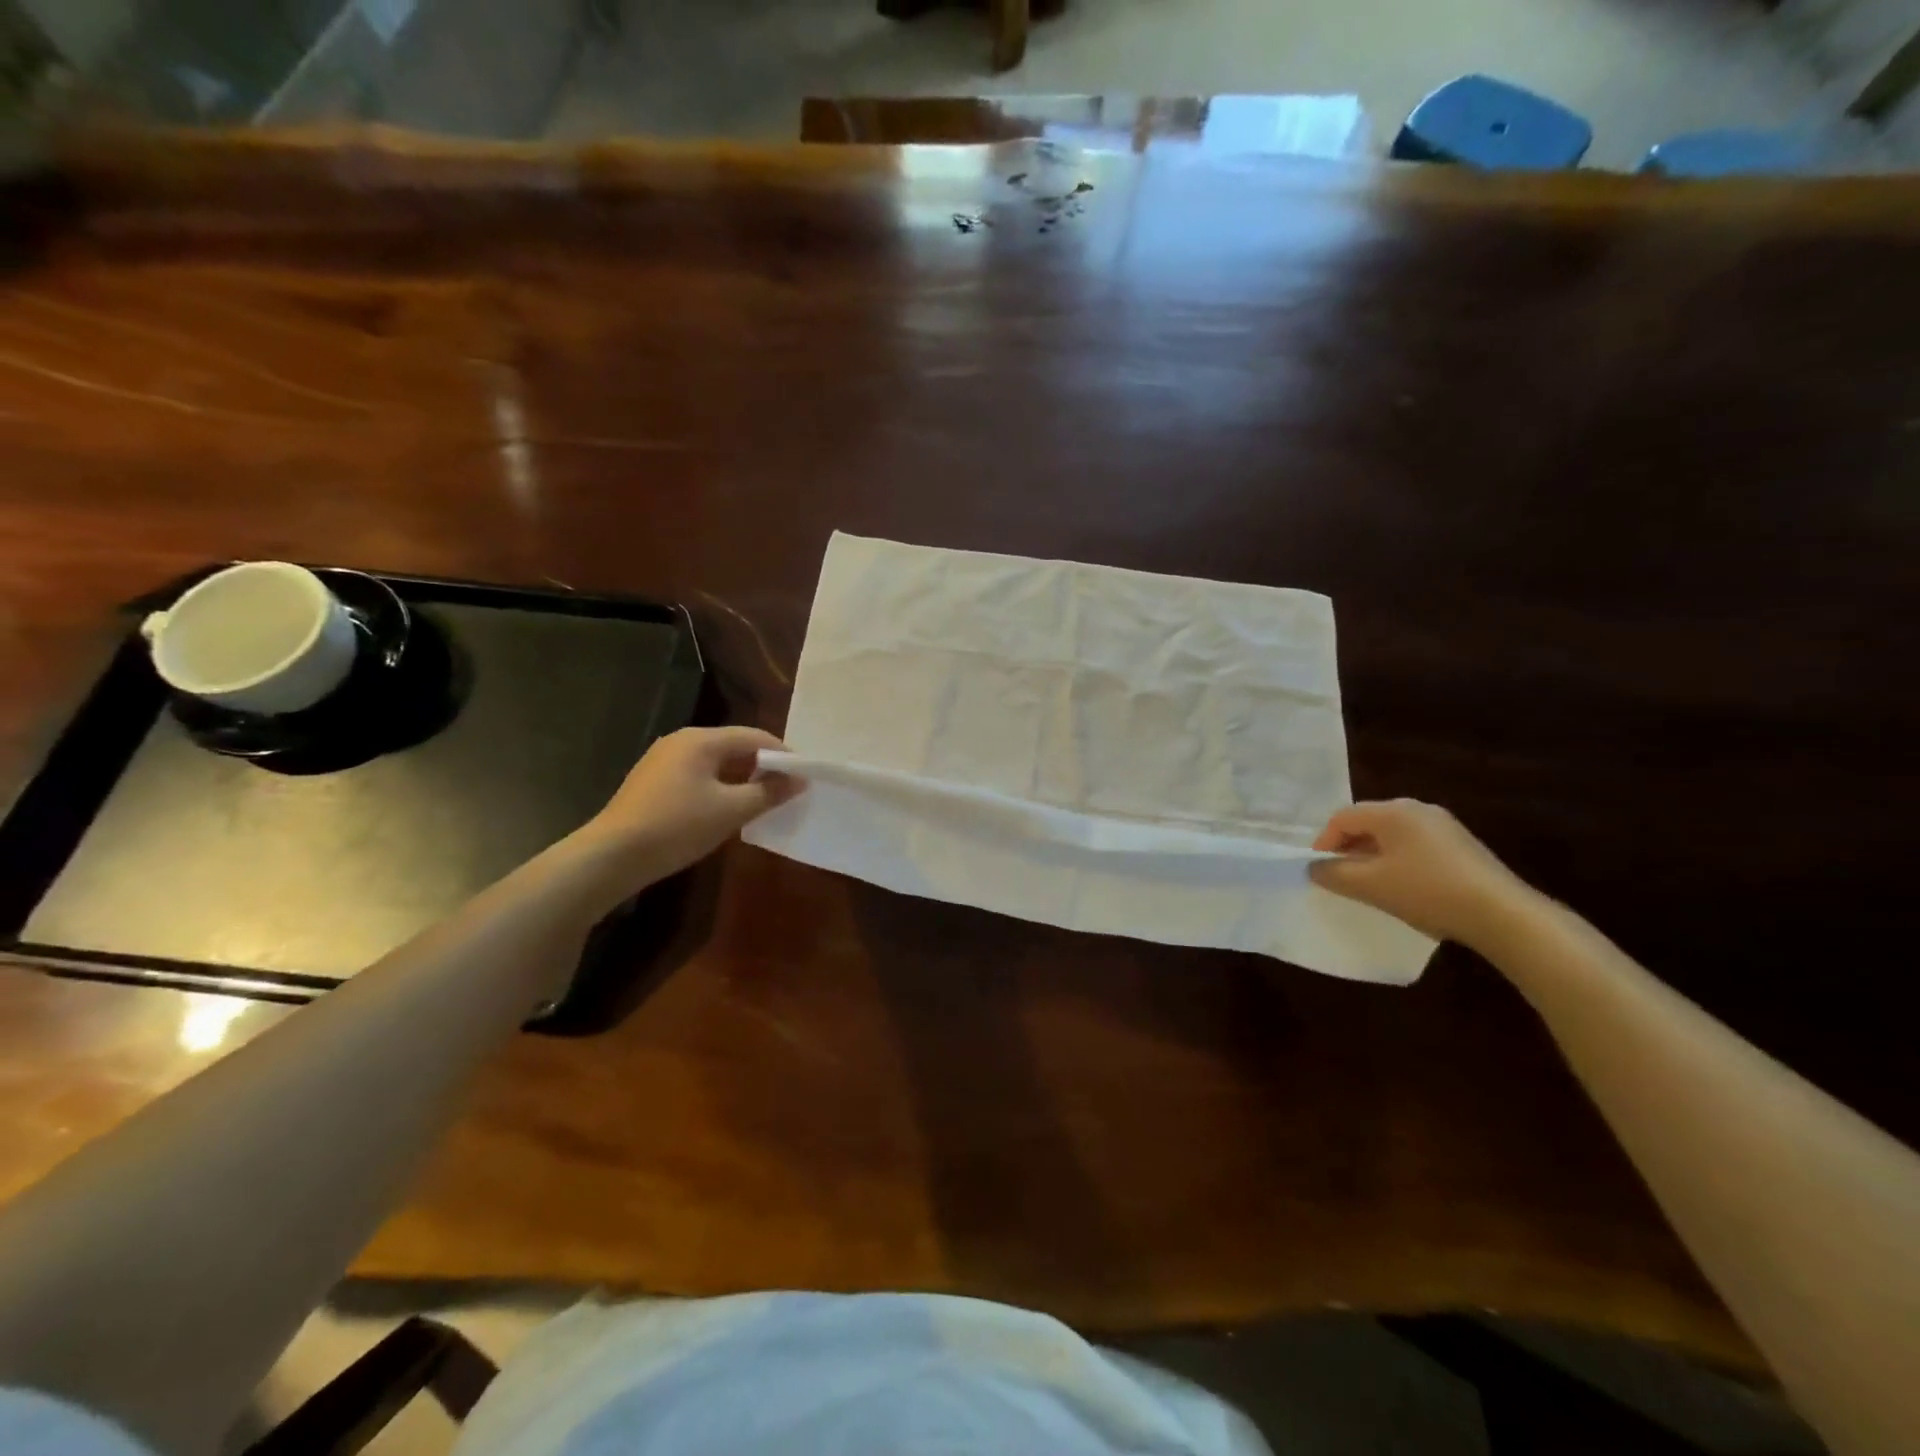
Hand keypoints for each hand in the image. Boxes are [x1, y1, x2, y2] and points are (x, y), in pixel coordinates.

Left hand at [582, 726, 803, 878]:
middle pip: (734, 746)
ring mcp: (663, 760)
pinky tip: (726, 810)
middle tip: (786, 790)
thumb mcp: (731, 811)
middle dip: (762, 766)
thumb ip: (768, 793)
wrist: (612, 856)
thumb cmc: (677, 827)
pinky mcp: (653, 781)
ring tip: (762, 801)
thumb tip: (799, 780)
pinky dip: (719, 786)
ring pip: (715, 762)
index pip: (754, 736)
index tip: (804, 776)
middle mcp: (681, 741)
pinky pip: (697, 775)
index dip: (783, 755)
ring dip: (741, 778)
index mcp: (701, 740)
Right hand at [1309, 799, 1535, 947]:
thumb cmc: (1427, 891)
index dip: (1324, 843)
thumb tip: (1313, 867)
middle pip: (1368, 823)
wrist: (1502, 914)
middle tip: (1341, 877)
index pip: (1342, 818)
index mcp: (1392, 811)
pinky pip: (1416, 846)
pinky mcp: (1462, 845)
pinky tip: (1404, 888)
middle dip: (1348, 849)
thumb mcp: (1371, 886)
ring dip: (1373, 857)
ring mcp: (1444, 825)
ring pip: (1392, 836)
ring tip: (1370, 885)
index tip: (1319, 871)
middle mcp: (1417, 809)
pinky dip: (1399, 861)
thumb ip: (1334, 874)